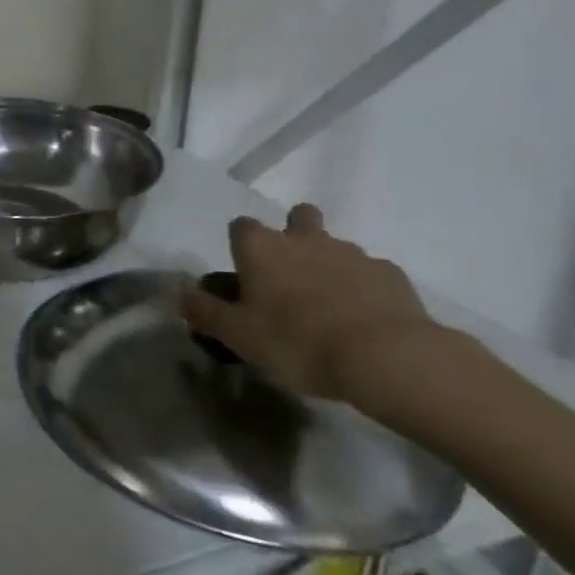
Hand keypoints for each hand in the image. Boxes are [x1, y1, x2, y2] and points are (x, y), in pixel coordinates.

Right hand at [184, 203, 439, 403]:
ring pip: (335, 246)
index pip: (240, 226)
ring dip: (328, 265)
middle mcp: (304, 239)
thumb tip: (182, 298)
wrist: (386, 358)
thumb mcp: (238, 336)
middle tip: (291, 276)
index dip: (241, 246)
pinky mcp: (391, 275)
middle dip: (294, 235)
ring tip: (329, 308)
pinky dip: (364, 288)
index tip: (244, 274)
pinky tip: (363, 319)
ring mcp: (351, 253)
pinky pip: (370, 273)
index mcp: (261, 247)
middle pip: (297, 216)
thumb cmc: (297, 341)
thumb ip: (206, 313)